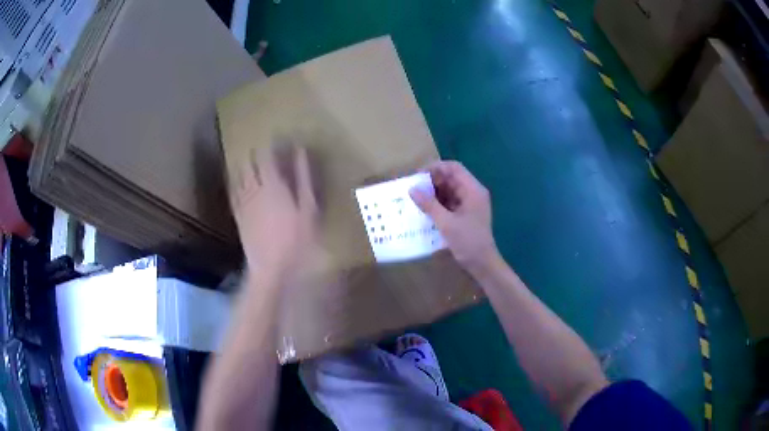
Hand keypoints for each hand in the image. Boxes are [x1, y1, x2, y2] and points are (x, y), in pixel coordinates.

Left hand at [229, 145, 317, 280]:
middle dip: (257, 151)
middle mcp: (253, 187)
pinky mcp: (237, 213)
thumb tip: (300, 152)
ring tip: (253, 160)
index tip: (280, 138)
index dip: (271, 143)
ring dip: (245, 163)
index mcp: (272, 184)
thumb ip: (303, 178)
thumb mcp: (307, 208)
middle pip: (249, 161)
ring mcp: (243, 201)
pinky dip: (236, 180)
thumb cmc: (295, 239)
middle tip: (266, 148)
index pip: (266, 154)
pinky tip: (240, 180)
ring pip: (239, 173)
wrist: (270, 267)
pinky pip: (233, 190)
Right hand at [409, 161, 498, 271]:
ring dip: (434, 192)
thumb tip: (412, 189)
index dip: (435, 167)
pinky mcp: (466, 214)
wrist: (483, 264)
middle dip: (432, 181)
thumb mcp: (446, 223)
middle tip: (413, 188)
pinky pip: (450, 202)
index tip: (418, 175)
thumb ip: (429, 205)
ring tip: (415, 198)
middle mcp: (473, 193)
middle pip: (451, 178)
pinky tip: (425, 209)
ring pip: (449, 190)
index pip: (454, 168)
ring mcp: (470, 204)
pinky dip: (438, 203)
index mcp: (473, 190)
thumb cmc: (468, 242)